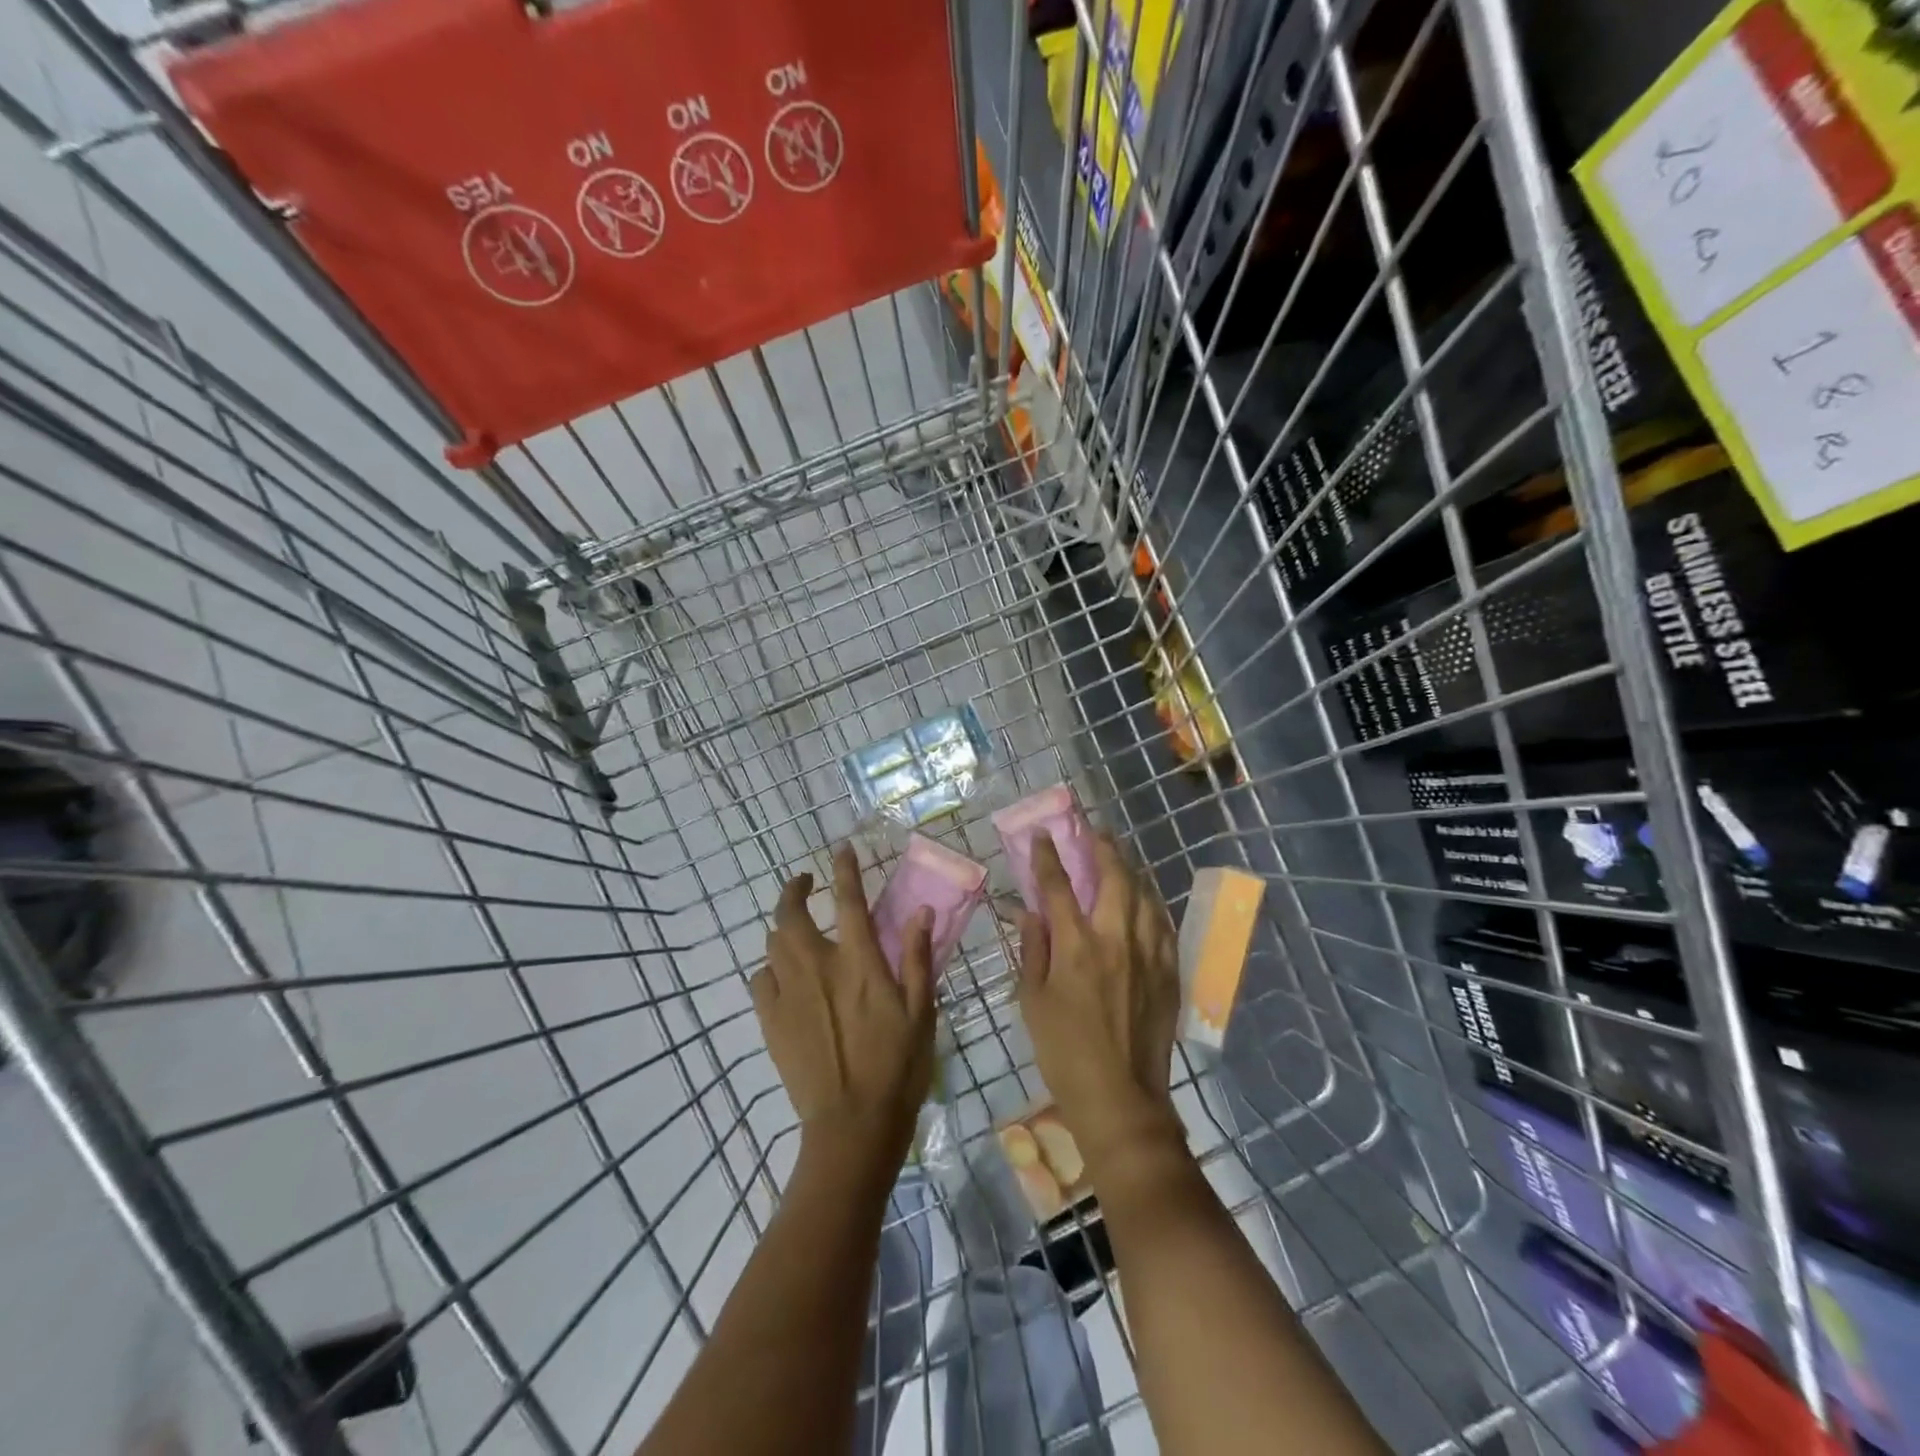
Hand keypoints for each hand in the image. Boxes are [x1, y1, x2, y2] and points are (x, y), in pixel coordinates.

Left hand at [754, 844, 936, 1173]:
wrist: (852, 1124)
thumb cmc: (898, 1066)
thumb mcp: (921, 1010)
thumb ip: (916, 957)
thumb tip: (920, 910)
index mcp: (859, 961)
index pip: (848, 900)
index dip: (844, 869)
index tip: (840, 850)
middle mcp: (818, 966)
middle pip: (792, 913)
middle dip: (794, 889)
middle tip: (804, 882)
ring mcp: (789, 993)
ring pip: (773, 943)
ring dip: (783, 926)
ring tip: (794, 926)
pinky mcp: (771, 1020)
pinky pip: (761, 979)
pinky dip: (770, 967)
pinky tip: (782, 974)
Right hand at [1017, 832, 1181, 1169]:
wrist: (1119, 1096)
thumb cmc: (1064, 1051)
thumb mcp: (1032, 1001)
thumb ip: (1032, 950)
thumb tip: (1030, 912)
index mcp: (1076, 946)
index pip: (1058, 887)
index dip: (1047, 857)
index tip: (1042, 835)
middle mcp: (1115, 939)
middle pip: (1113, 878)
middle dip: (1102, 848)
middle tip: (1095, 831)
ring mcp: (1148, 954)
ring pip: (1144, 895)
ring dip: (1131, 869)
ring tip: (1122, 855)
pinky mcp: (1169, 971)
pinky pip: (1163, 924)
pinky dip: (1152, 903)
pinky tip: (1147, 898)